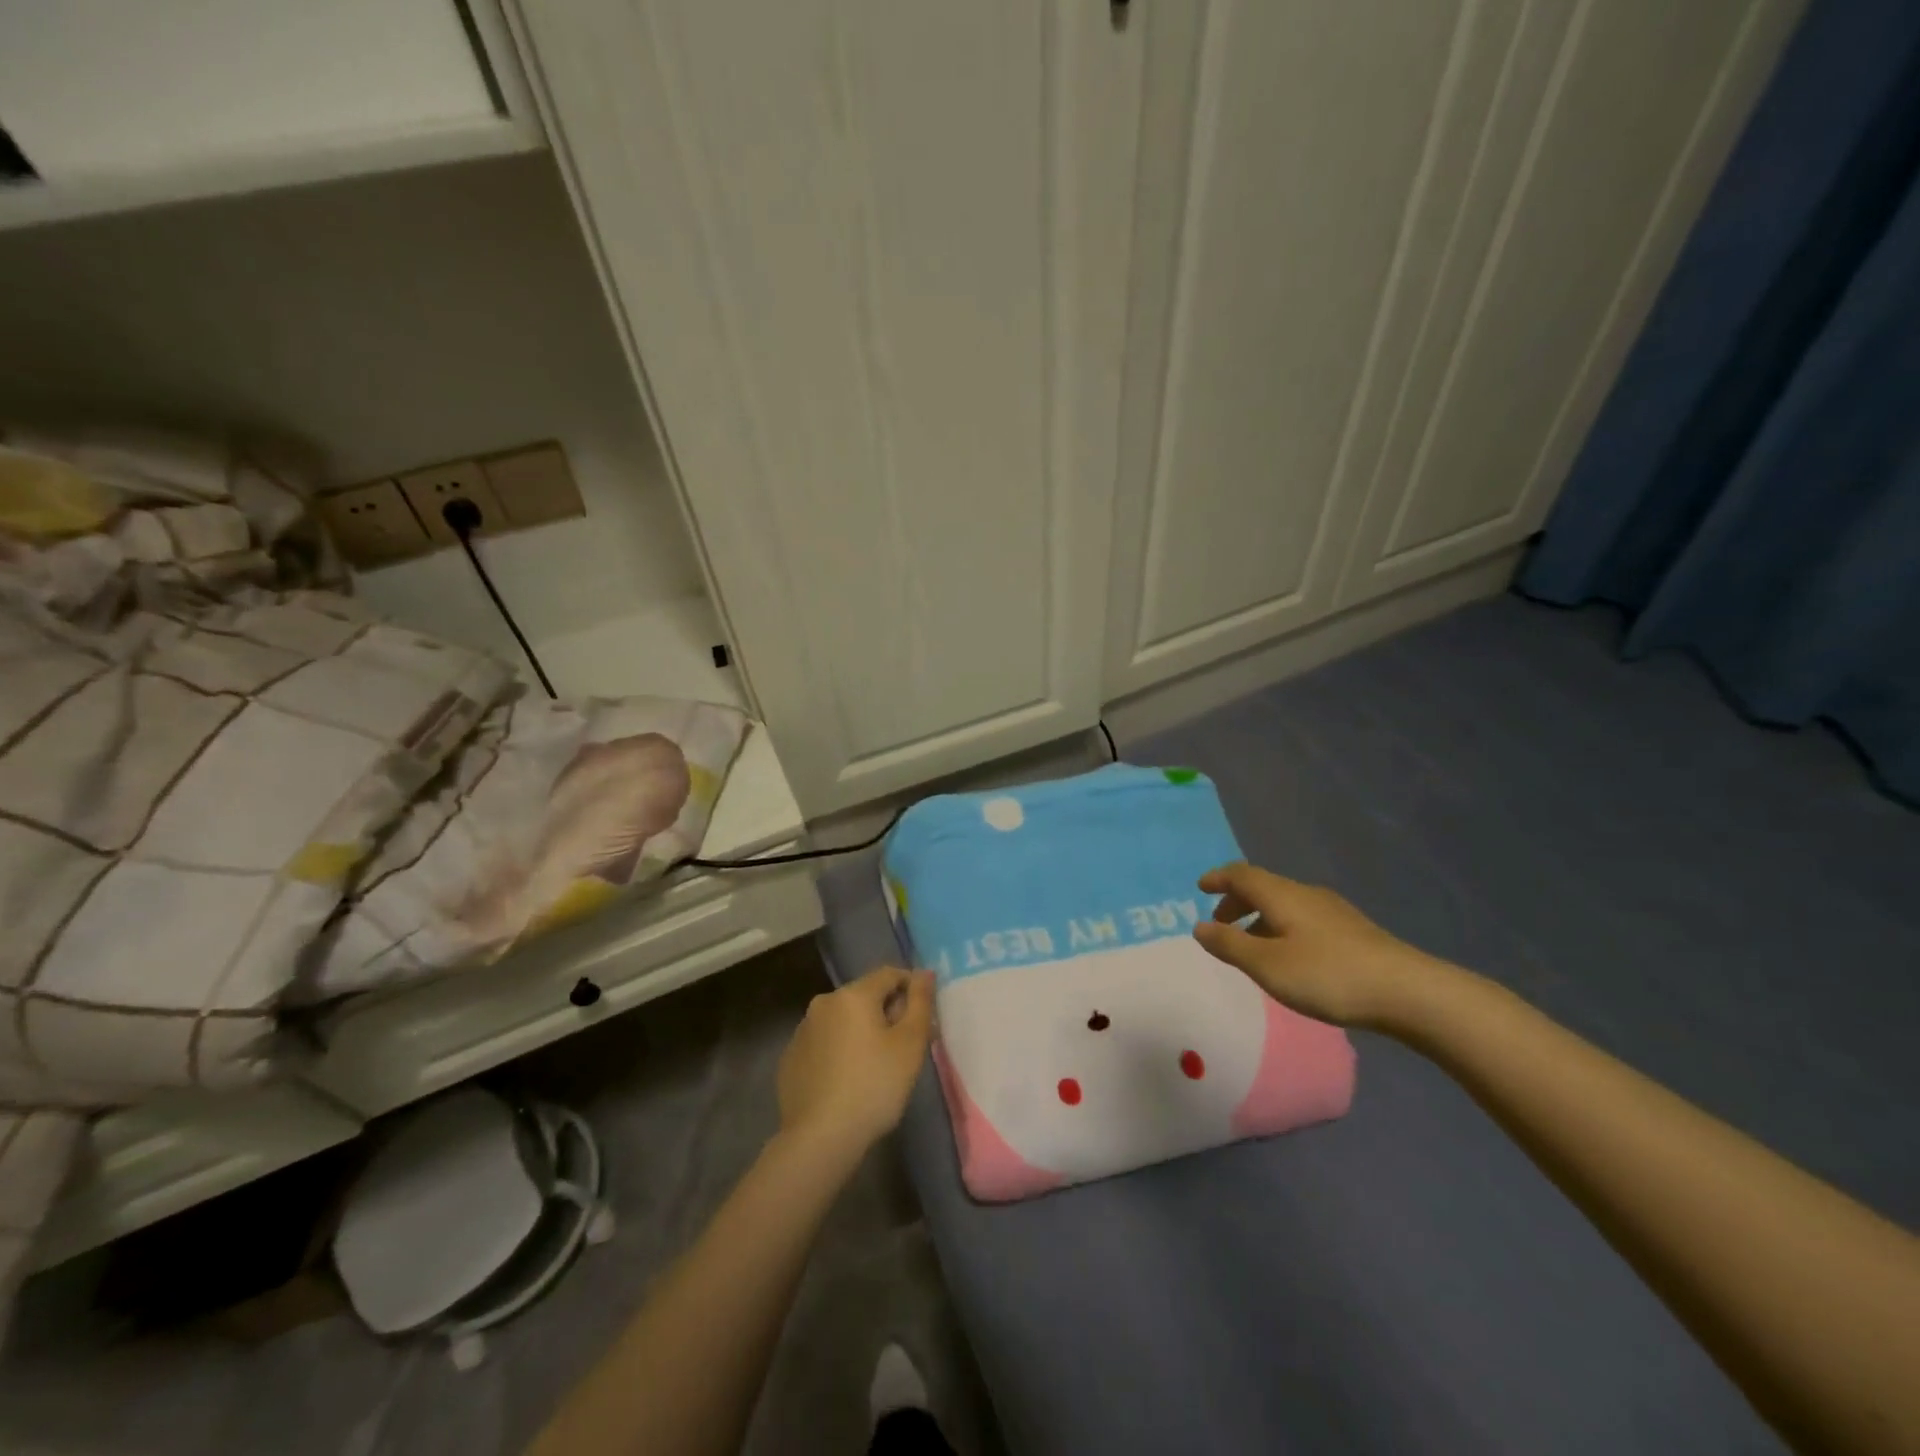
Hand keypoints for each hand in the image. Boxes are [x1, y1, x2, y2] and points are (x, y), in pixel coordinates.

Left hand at [776, 967, 933, 1160]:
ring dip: (861, 1031)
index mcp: (853, 994)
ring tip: (876, 1066)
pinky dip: (839, 1051)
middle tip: (905, 1047)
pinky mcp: (790, 1058)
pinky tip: (847, 1080)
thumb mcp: (910, 1044)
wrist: (820, 1138)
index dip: (911, 989)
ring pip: (843, 1020)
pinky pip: (824, 1043)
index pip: (889, 974)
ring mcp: (802, 1031)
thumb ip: (920, 1003)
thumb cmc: (874, 1086)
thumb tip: (924, 973)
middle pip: (865, 996)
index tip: (923, 1018)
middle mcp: (823, 1003)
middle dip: (887, 1012)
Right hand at [1193, 862, 1456, 1029]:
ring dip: (1260, 918)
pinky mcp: (1353, 932)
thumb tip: (1199, 926)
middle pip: (1264, 887)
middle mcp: (1306, 894)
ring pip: (1285, 904)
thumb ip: (1229, 945)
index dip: (1218, 878)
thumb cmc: (1327, 975)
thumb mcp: (1267, 965)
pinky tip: (1290, 956)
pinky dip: (1282, 928)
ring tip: (1252, 946)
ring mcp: (1333, 912)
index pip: (1242, 874)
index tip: (1200, 887)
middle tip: (1221, 923)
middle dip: (1237, 901)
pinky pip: (1303, 919)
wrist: (1407, 992)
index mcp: (1282, 895)